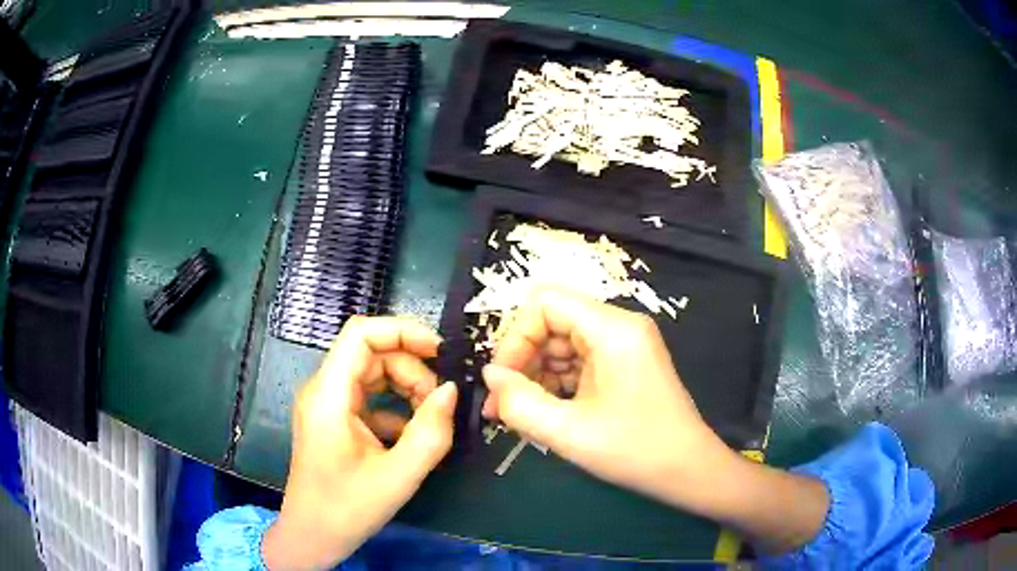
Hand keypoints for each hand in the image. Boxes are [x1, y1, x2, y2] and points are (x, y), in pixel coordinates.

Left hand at [262, 316, 456, 569]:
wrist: (312, 536)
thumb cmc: (347, 509)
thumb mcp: (398, 477)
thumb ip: (430, 433)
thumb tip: (453, 390)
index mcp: (329, 396)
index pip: (360, 334)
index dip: (402, 331)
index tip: (440, 352)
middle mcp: (323, 390)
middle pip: (371, 353)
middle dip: (411, 369)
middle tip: (439, 403)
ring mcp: (327, 405)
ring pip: (372, 373)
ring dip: (406, 387)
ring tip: (430, 419)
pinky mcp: (334, 420)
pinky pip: (369, 397)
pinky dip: (395, 407)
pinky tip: (410, 436)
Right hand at [482, 289, 827, 553]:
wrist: (688, 471)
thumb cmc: (635, 451)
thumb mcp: (569, 433)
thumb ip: (519, 403)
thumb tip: (490, 376)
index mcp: (612, 329)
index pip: (545, 302)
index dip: (515, 336)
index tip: (502, 380)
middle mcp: (619, 326)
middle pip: (552, 321)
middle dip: (522, 359)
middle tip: (501, 403)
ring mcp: (623, 345)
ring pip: (562, 343)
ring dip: (535, 374)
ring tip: (516, 414)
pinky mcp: (623, 364)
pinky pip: (578, 361)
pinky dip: (555, 383)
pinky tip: (542, 412)